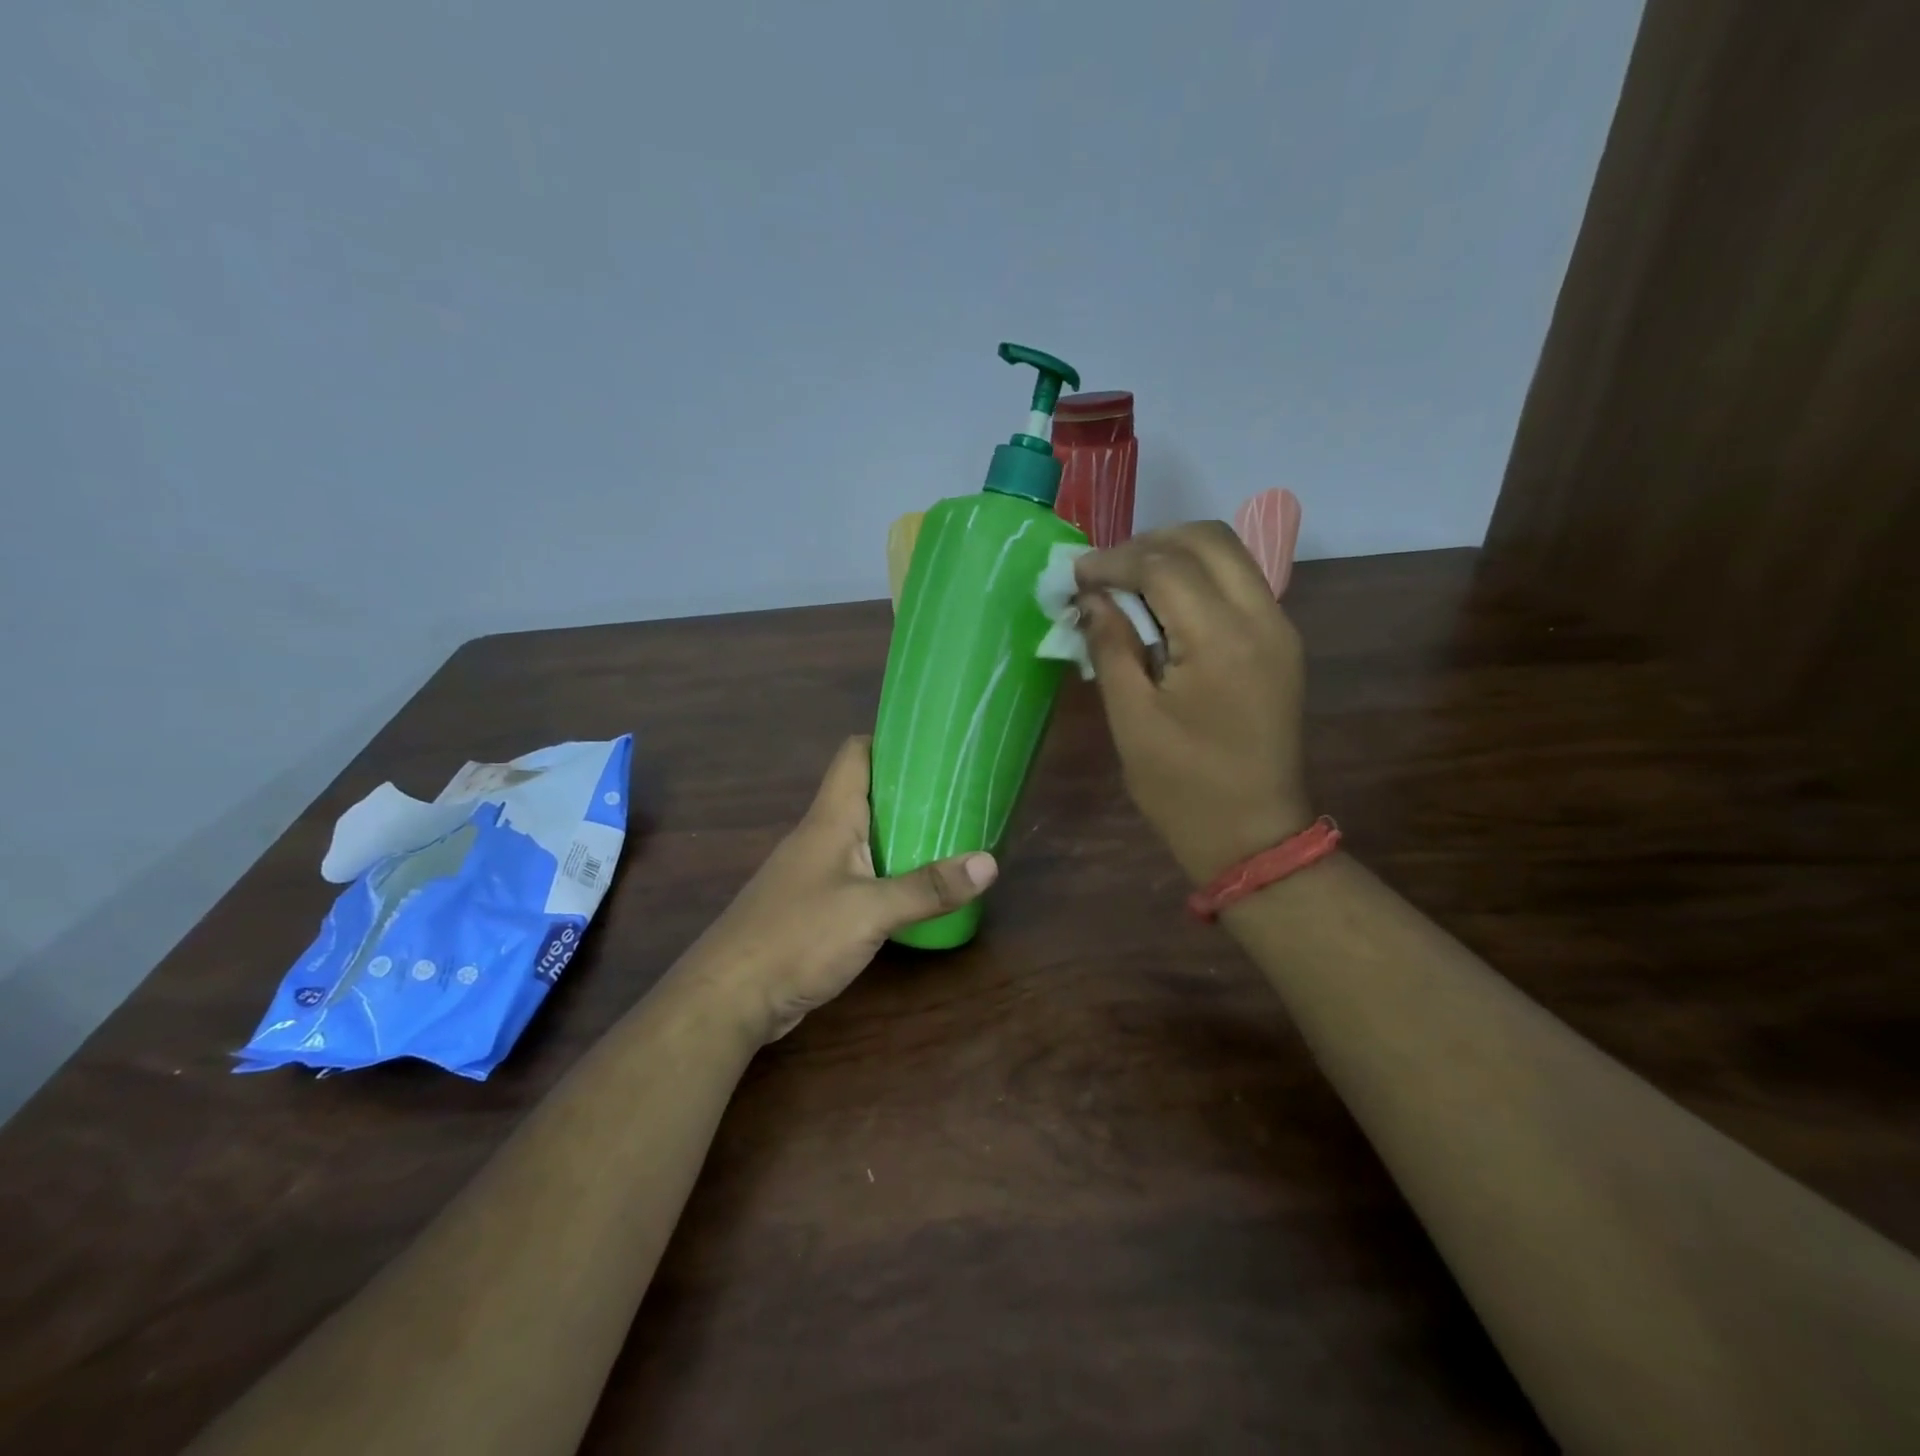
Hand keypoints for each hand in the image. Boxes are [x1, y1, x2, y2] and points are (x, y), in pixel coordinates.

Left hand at [692, 736, 996, 1042]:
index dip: (891, 741)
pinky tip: (915, 886)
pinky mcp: (814, 905)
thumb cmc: (797, 937)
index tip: (935, 743)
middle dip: (911, 789)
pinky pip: (859, 872)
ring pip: (865, 835)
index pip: (856, 754)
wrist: (729, 997)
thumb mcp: (870, 911)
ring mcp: (815, 871)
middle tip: (961, 792)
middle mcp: (821, 835)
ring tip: (951, 834)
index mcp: (831, 818)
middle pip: (867, 793)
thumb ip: (927, 888)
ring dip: (902, 832)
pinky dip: (888, 870)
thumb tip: (990, 863)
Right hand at [1075, 520, 1312, 883]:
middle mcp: (1262, 618)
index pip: (1165, 565)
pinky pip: (1239, 583)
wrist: (1253, 834)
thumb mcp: (1131, 719)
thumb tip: (1091, 597)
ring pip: (1228, 554)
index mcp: (1221, 640)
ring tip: (1128, 584)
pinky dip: (1198, 578)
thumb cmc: (1182, 786)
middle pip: (1207, 539)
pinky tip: (1162, 607)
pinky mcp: (1281, 643)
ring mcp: (1279, 628)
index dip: (1113, 561)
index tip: (1075, 576)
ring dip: (1175, 555)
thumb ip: (1111, 646)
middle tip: (1103, 574)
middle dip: (1148, 544)